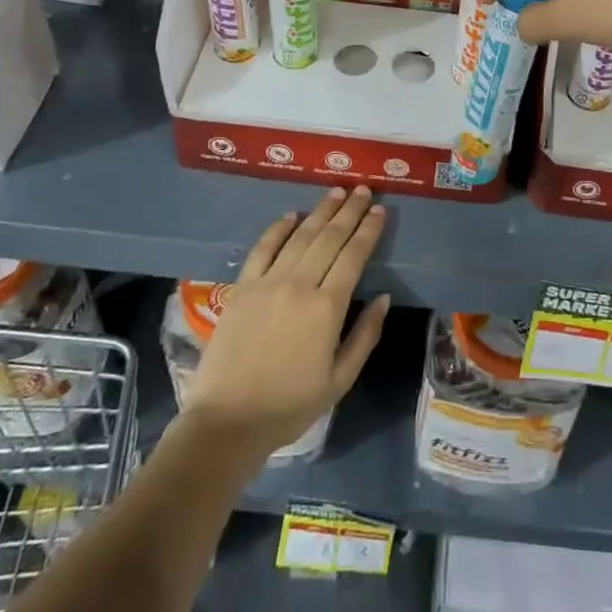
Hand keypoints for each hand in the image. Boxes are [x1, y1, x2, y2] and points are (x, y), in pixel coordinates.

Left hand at [183, 188, 390, 457]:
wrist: (227, 422)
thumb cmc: (289, 406)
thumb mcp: (340, 380)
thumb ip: (365, 335)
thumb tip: (384, 298)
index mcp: (327, 307)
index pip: (354, 256)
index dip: (368, 230)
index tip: (380, 210)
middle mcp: (299, 285)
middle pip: (329, 238)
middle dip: (349, 211)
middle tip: (363, 189)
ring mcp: (268, 283)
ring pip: (300, 236)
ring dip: (320, 211)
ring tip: (336, 191)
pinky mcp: (242, 288)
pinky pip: (263, 249)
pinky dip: (279, 229)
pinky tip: (291, 215)